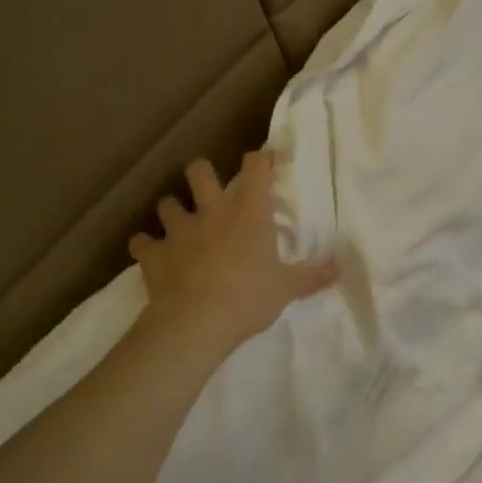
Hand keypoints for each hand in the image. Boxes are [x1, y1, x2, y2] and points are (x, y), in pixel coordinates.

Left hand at [130, 150, 336, 351]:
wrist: (197, 321)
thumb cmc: (250, 297)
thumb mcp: (287, 288)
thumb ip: (312, 275)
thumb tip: (340, 268)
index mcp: (249, 213)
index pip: (255, 168)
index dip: (259, 160)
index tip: (263, 162)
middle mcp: (211, 212)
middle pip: (199, 172)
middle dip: (202, 174)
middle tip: (209, 189)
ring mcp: (178, 231)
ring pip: (166, 204)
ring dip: (172, 210)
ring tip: (179, 224)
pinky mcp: (153, 254)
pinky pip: (141, 242)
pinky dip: (145, 246)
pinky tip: (151, 254)